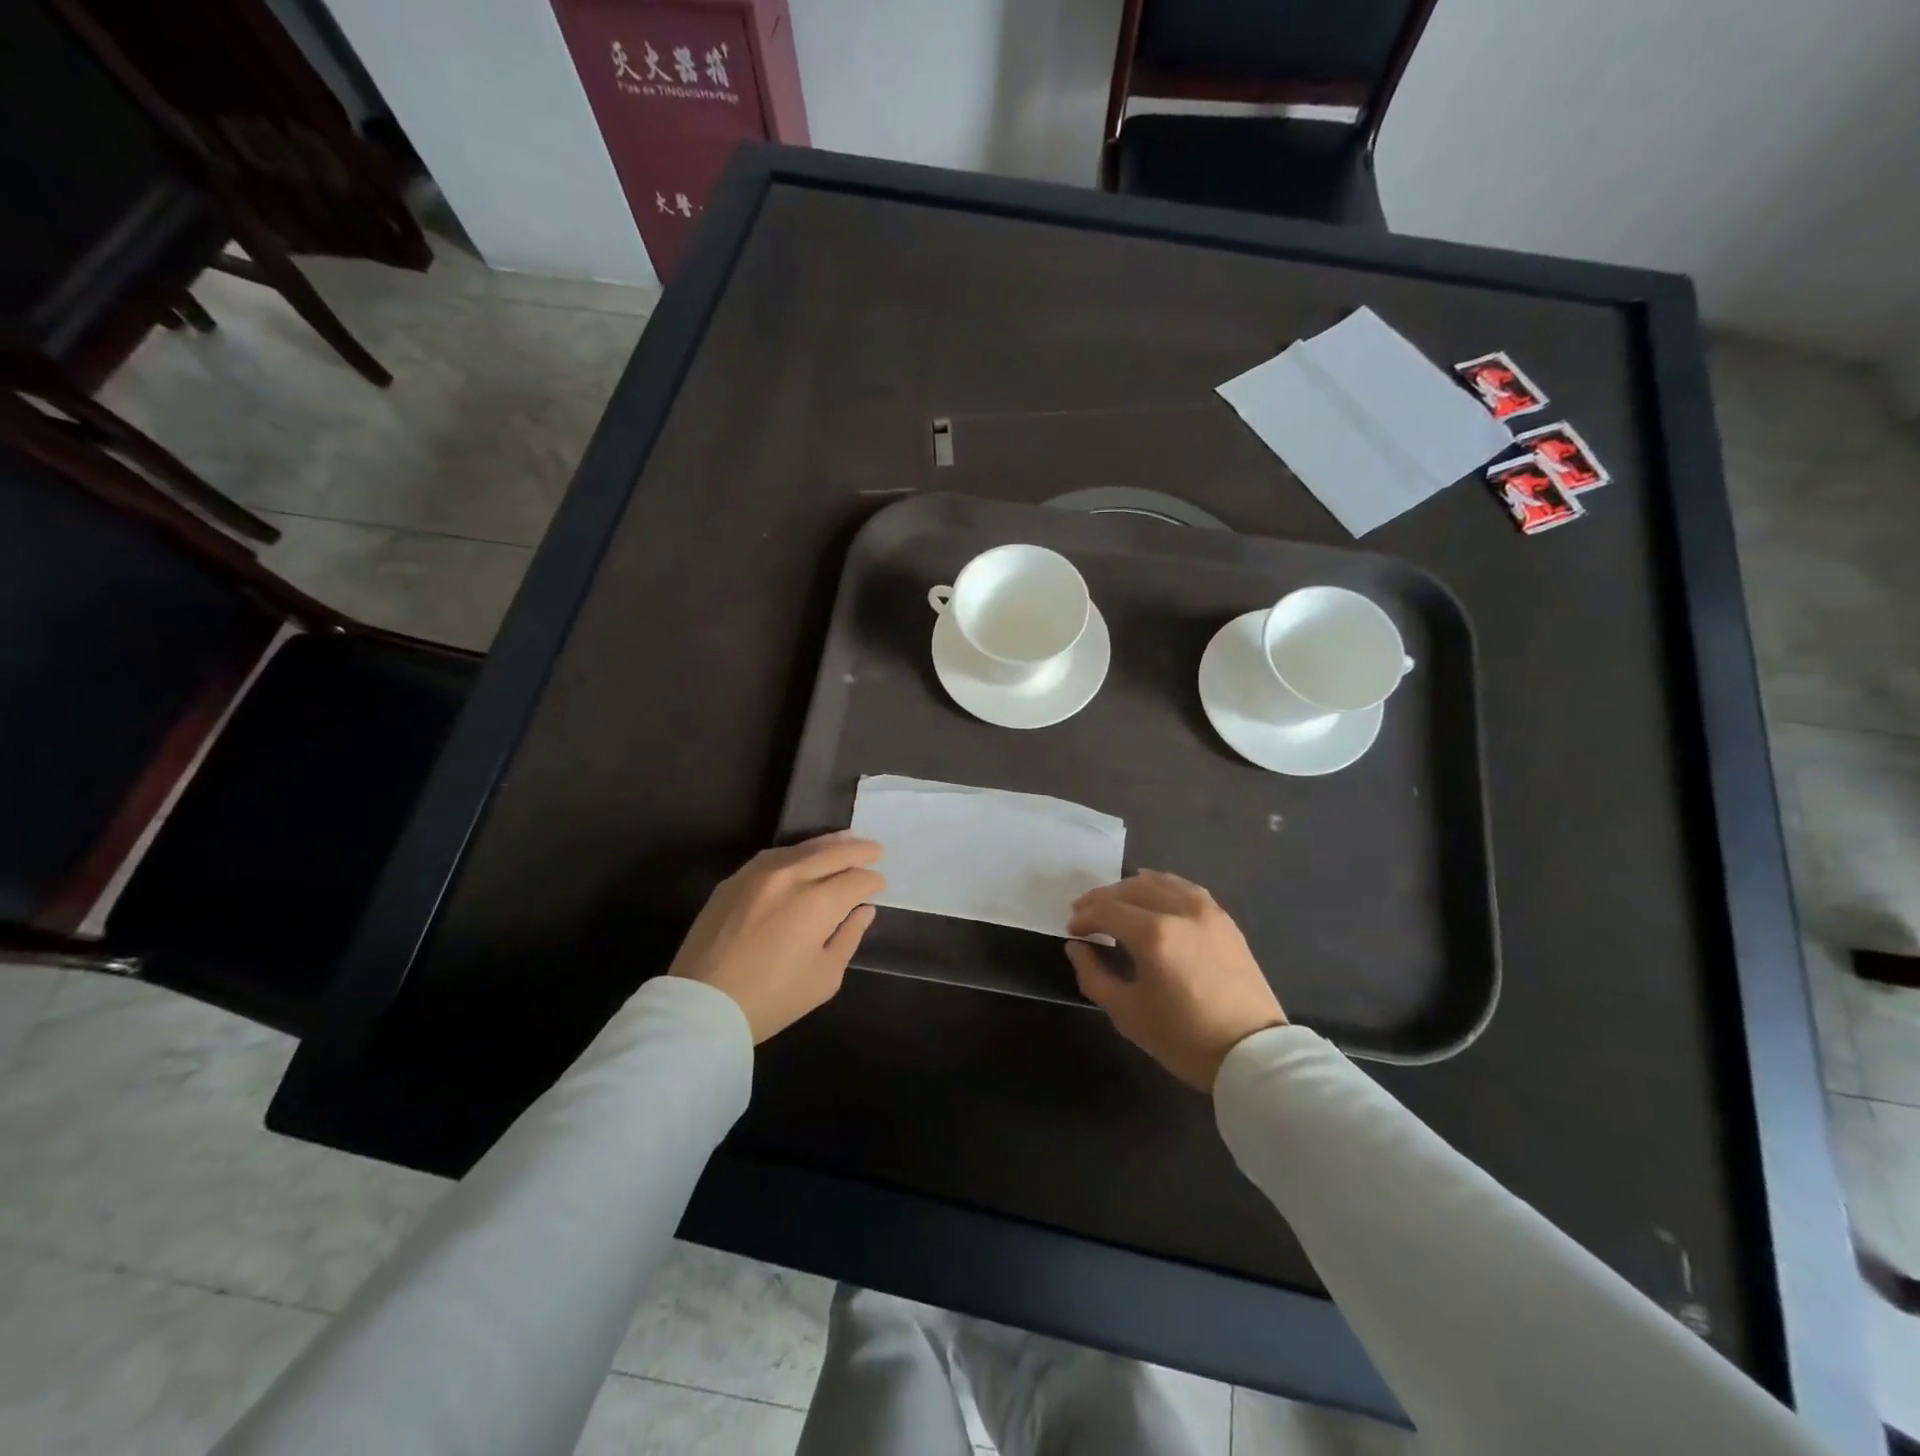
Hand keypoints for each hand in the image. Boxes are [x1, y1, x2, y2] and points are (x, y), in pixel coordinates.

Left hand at [669, 833, 884, 1042]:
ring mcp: (758, 874)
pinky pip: (774, 856)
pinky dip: (796, 853)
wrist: (702, 1005)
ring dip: (829, 844)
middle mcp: (791, 877)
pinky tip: (804, 856)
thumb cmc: (771, 999)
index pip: (856, 881)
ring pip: (802, 848)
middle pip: (833, 853)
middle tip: (876, 850)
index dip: (873, 882)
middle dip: (859, 851)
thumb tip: (863, 911)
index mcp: (818, 902)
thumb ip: (848, 937)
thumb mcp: (824, 977)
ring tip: (847, 841)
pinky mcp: (734, 880)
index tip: (880, 885)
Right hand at [1065, 871, 1285, 1090]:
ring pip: (1159, 882)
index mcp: (1154, 934)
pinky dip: (1161, 885)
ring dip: (1130, 888)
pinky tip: (1152, 894)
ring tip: (1115, 903)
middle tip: (1084, 913)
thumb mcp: (1127, 1013)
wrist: (1252, 1053)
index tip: (1072, 931)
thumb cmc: (1184, 1038)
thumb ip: (1093, 975)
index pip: (1107, 910)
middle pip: (1130, 889)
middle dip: (1102, 898)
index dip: (1084, 917)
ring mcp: (1206, 911)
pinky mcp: (1224, 919)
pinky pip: (1185, 888)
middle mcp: (1179, 911)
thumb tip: (1076, 947)